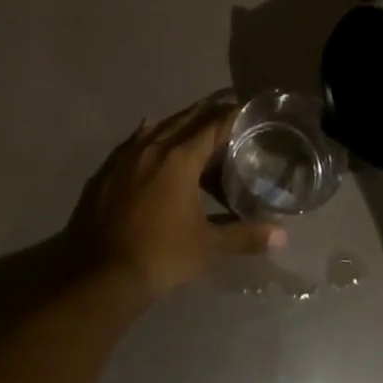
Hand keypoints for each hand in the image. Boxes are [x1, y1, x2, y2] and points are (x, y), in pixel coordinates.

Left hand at [72, 95, 282, 300]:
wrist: (101, 275)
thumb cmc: (160, 256)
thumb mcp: (207, 247)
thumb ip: (244, 236)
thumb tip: (282, 236)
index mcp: (180, 159)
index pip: (212, 126)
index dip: (230, 115)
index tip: (244, 107)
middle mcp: (154, 147)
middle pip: (185, 119)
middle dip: (207, 112)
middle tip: (225, 107)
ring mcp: (127, 156)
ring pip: (159, 127)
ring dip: (179, 121)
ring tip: (194, 121)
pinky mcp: (109, 170)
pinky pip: (135, 140)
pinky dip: (150, 134)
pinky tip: (151, 133)